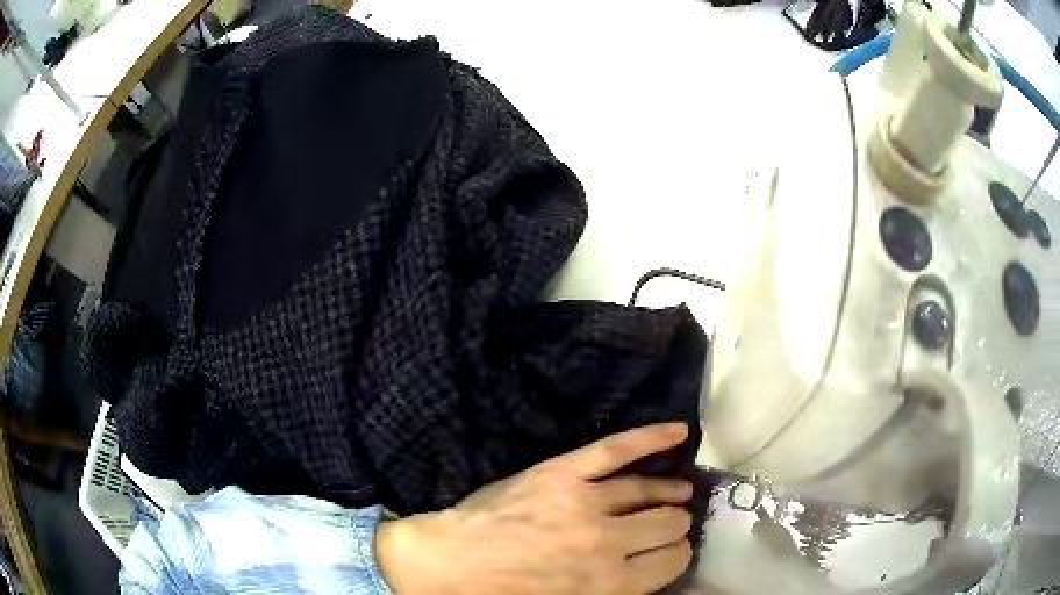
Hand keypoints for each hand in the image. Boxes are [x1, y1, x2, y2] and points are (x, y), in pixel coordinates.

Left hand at [376, 423, 693, 593]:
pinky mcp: (562, 473)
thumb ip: (616, 592)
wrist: (450, 565)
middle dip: (673, 525)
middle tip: (668, 524)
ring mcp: (585, 503)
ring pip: (649, 492)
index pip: (671, 562)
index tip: (670, 551)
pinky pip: (617, 450)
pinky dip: (651, 438)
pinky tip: (679, 432)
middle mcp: (608, 543)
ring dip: (670, 494)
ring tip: (679, 492)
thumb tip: (647, 573)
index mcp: (611, 585)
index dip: (675, 555)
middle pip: (667, 525)